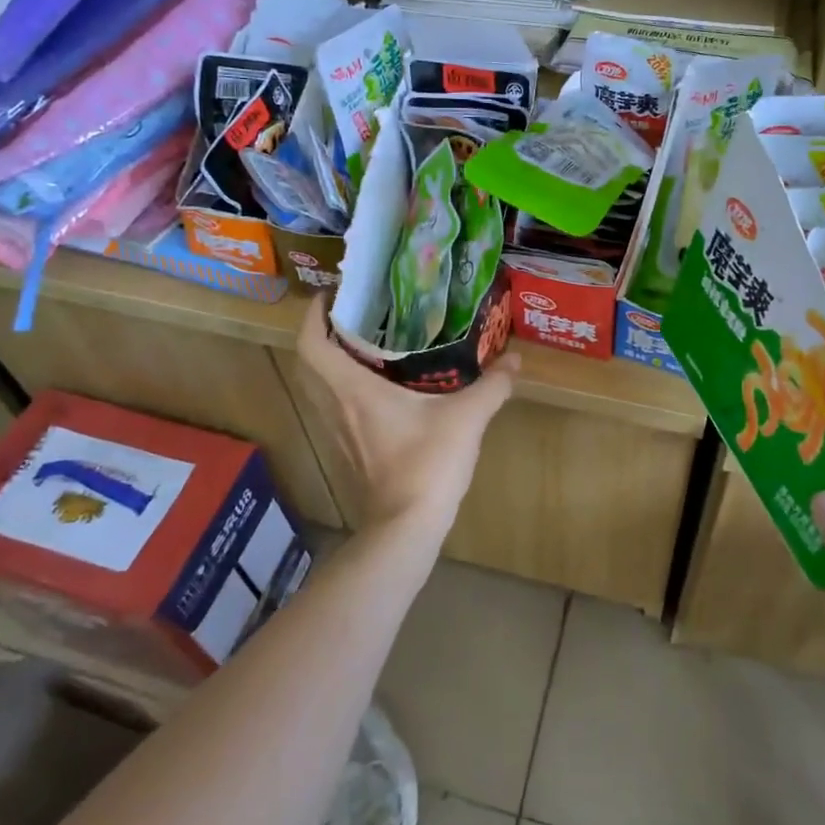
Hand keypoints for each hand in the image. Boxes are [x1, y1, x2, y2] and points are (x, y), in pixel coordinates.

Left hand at [296, 298, 518, 536]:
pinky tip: (379, 390)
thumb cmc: (428, 464)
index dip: (313, 315)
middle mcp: (335, 407)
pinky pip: (334, 409)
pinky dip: (344, 390)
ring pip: (319, 388)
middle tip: (354, 317)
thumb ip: (492, 386)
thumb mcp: (467, 418)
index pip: (312, 344)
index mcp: (352, 389)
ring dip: (332, 363)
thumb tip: (516, 359)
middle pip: (309, 363)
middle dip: (323, 335)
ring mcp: (336, 433)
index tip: (330, 295)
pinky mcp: (346, 452)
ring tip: (367, 346)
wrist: (405, 528)